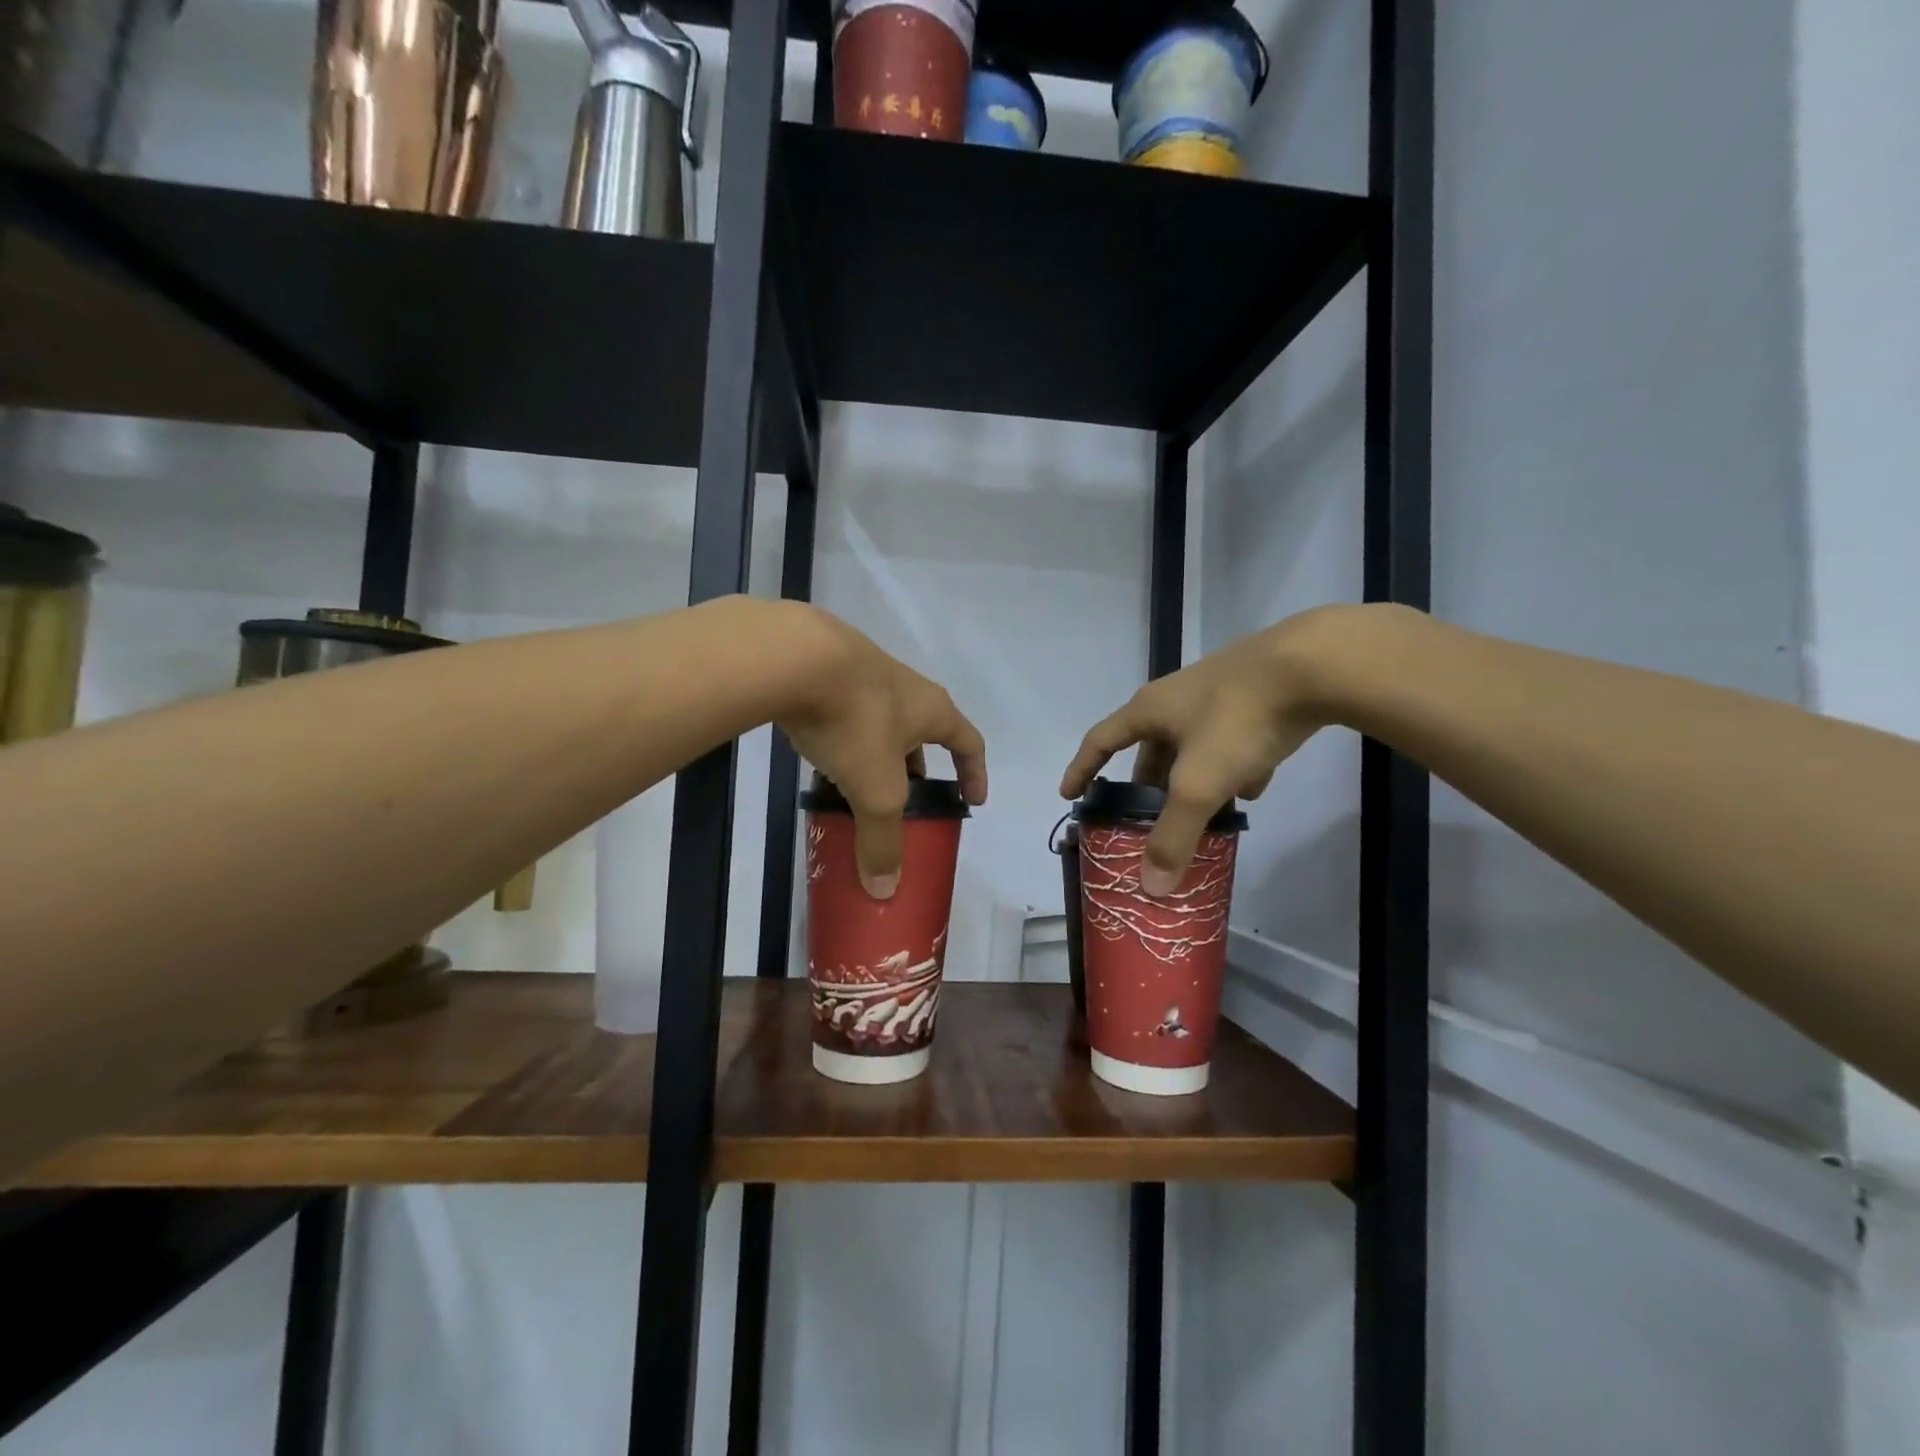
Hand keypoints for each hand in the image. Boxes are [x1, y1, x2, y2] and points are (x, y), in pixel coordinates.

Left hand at [777, 608, 987, 898]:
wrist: (795, 656)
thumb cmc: (856, 722)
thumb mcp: (875, 790)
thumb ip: (882, 840)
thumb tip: (885, 891)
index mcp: (932, 711)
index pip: (969, 743)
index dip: (975, 773)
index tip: (973, 801)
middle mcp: (905, 688)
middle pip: (923, 732)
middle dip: (918, 768)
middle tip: (907, 799)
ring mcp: (864, 674)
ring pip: (880, 723)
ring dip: (877, 753)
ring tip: (859, 784)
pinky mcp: (826, 671)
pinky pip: (845, 713)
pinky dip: (842, 739)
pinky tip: (820, 756)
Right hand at [1061, 608, 1358, 896]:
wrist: (1312, 664)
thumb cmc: (1237, 719)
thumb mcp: (1200, 784)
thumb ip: (1174, 836)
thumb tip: (1151, 888)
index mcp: (1149, 710)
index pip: (1100, 741)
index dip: (1082, 769)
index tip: (1070, 796)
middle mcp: (1176, 699)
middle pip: (1150, 748)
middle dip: (1147, 785)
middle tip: (1145, 818)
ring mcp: (1218, 695)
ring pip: (1194, 746)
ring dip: (1192, 779)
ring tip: (1201, 813)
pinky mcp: (1256, 697)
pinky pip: (1232, 739)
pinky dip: (1233, 766)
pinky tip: (1253, 787)